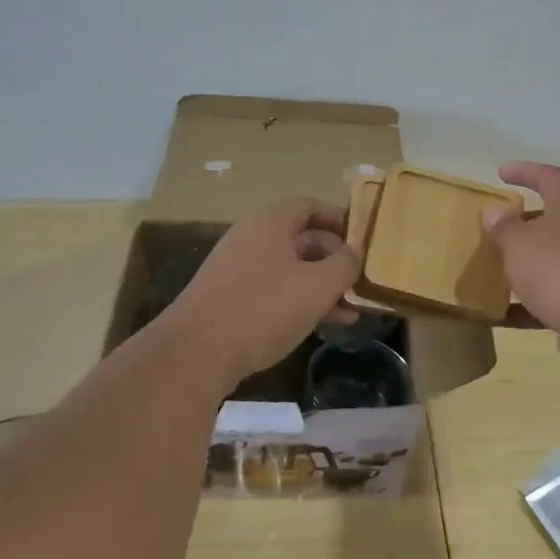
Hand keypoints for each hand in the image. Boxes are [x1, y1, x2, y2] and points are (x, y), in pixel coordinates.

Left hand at [161, 198, 361, 385]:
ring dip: (322, 287)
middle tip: (362, 281)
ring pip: (291, 270)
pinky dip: (301, 302)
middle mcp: (252, 239)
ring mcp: (238, 270)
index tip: (363, 238)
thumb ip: (345, 264)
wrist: (196, 352)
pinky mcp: (231, 300)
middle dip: (336, 260)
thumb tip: (356, 250)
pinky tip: (323, 325)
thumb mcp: (317, 286)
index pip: (309, 206)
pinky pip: (275, 292)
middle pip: (302, 239)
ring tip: (352, 312)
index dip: (339, 218)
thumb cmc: (264, 308)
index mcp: (270, 223)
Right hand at [484, 163, 559, 374]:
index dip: (526, 171)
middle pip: (554, 219)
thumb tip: (494, 211)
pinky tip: (501, 316)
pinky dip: (528, 304)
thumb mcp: (520, 244)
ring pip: (553, 260)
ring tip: (494, 271)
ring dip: (526, 264)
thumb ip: (504, 227)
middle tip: (495, 229)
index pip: (550, 178)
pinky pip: (553, 298)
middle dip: (524, 223)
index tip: (501, 172)